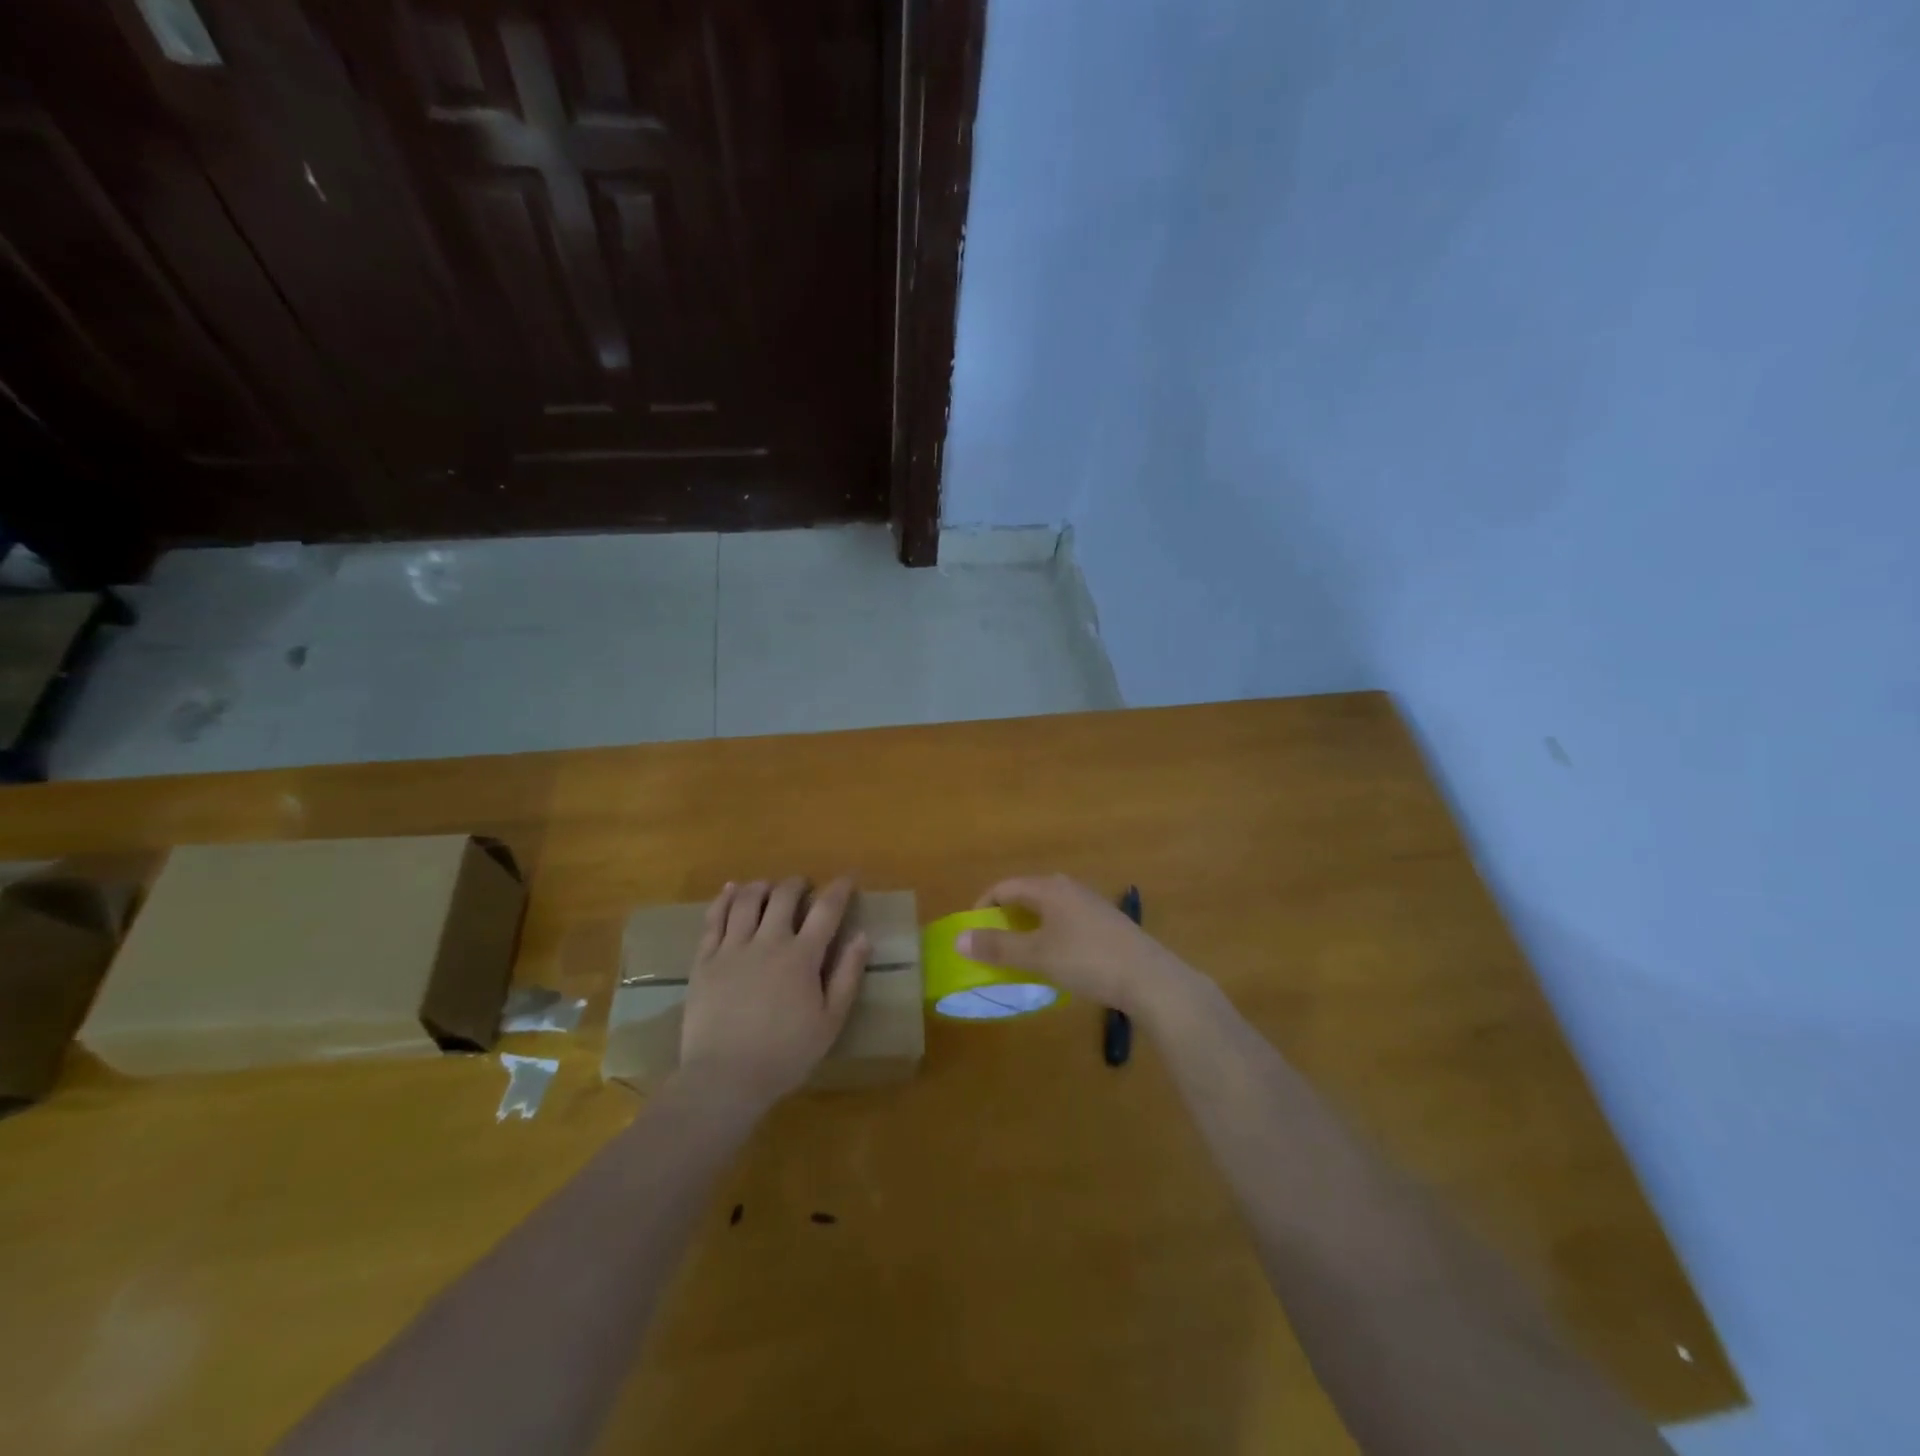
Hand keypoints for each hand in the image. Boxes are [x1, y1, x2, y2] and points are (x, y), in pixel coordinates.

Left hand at [678, 876, 869, 1106]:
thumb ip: (848, 975)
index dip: (839, 889)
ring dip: (762, 886)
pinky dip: (725, 898)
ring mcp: (732, 948)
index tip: (847, 878)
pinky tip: (732, 891)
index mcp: (802, 957)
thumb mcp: (830, 1021)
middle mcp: (768, 942)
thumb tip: (862, 936)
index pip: (826, 909)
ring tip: (770, 888)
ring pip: (747, 900)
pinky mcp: (704, 960)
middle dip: (798, 884)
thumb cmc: (785, 1054)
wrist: (724, 1079)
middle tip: (804, 887)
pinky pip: (713, 918)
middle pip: (784, 895)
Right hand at [960, 874, 1196, 1016]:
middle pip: (1027, 895)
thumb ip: (997, 947)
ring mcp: (1091, 904)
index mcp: (1049, 888)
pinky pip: (1067, 921)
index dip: (983, 907)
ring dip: (1029, 928)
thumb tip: (959, 939)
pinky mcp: (1107, 922)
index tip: (972, 934)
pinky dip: (1051, 934)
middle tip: (994, 946)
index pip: (1005, 887)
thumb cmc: (1087, 961)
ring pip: (1048, 909)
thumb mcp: (1037, 956)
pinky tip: (1057, 960)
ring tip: (1022, 955)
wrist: (1149, 978)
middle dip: (1006, 918)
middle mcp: (1069, 887)